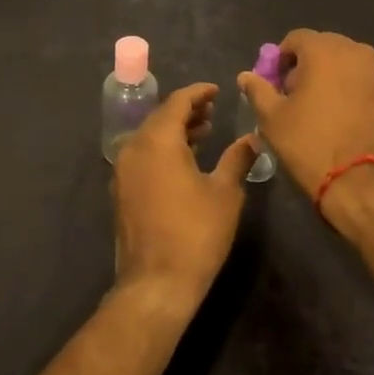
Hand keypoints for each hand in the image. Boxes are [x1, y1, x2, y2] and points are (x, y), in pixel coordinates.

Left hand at [112, 83, 256, 312]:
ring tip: (203, 132)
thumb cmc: (196, 232)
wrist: (156, 284)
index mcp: (158, 140)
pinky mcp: (121, 192)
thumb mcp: (225, 192)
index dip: (198, 92)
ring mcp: (123, 171)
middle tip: (212, 110)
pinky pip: (142, 156)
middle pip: (160, 116)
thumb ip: (237, 158)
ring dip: (175, 130)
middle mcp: (134, 147)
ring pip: (150, 137)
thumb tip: (252, 138)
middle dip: (186, 110)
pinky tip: (184, 161)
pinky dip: (162, 149)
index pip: (177, 101)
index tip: (217, 90)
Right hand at [237, 30, 373, 195]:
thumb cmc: (311, 144)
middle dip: (306, 66)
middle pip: (322, 48)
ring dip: (329, 76)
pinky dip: (349, 89)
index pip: (295, 39)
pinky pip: (362, 81)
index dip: (280, 60)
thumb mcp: (273, 118)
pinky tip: (341, 117)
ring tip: (318, 109)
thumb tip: (246, 76)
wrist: (365, 183)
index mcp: (325, 49)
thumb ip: (258, 90)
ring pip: (345, 64)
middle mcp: (355, 50)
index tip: (275, 85)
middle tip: (294, 97)